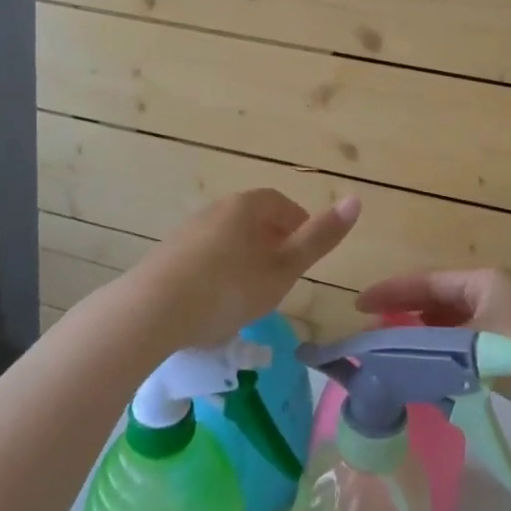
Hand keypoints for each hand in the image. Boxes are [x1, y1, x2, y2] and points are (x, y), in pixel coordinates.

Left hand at [126, 189, 361, 350]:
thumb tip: (357, 199)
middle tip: (283, 277)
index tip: (306, 255)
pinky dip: (219, 271)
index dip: (300, 226)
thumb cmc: (229, 288)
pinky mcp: (167, 254)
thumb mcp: (283, 268)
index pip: (282, 205)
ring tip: (251, 293)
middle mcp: (217, 209)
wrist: (152, 311)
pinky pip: (205, 256)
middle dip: (273, 243)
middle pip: (254, 220)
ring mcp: (188, 230)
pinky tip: (216, 302)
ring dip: (245, 258)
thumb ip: (319, 237)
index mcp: (247, 206)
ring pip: (229, 238)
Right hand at [353, 268, 510, 432]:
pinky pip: (464, 348)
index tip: (359, 304)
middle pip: (437, 301)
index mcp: (482, 280)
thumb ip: (425, 342)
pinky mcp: (509, 353)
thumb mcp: (469, 340)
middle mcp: (492, 295)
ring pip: (450, 326)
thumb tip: (387, 349)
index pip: (426, 281)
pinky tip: (425, 372)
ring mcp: (502, 324)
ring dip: (423, 338)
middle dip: (405, 314)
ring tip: (392, 352)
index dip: (391, 291)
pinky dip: (443, 357)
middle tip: (373, 331)